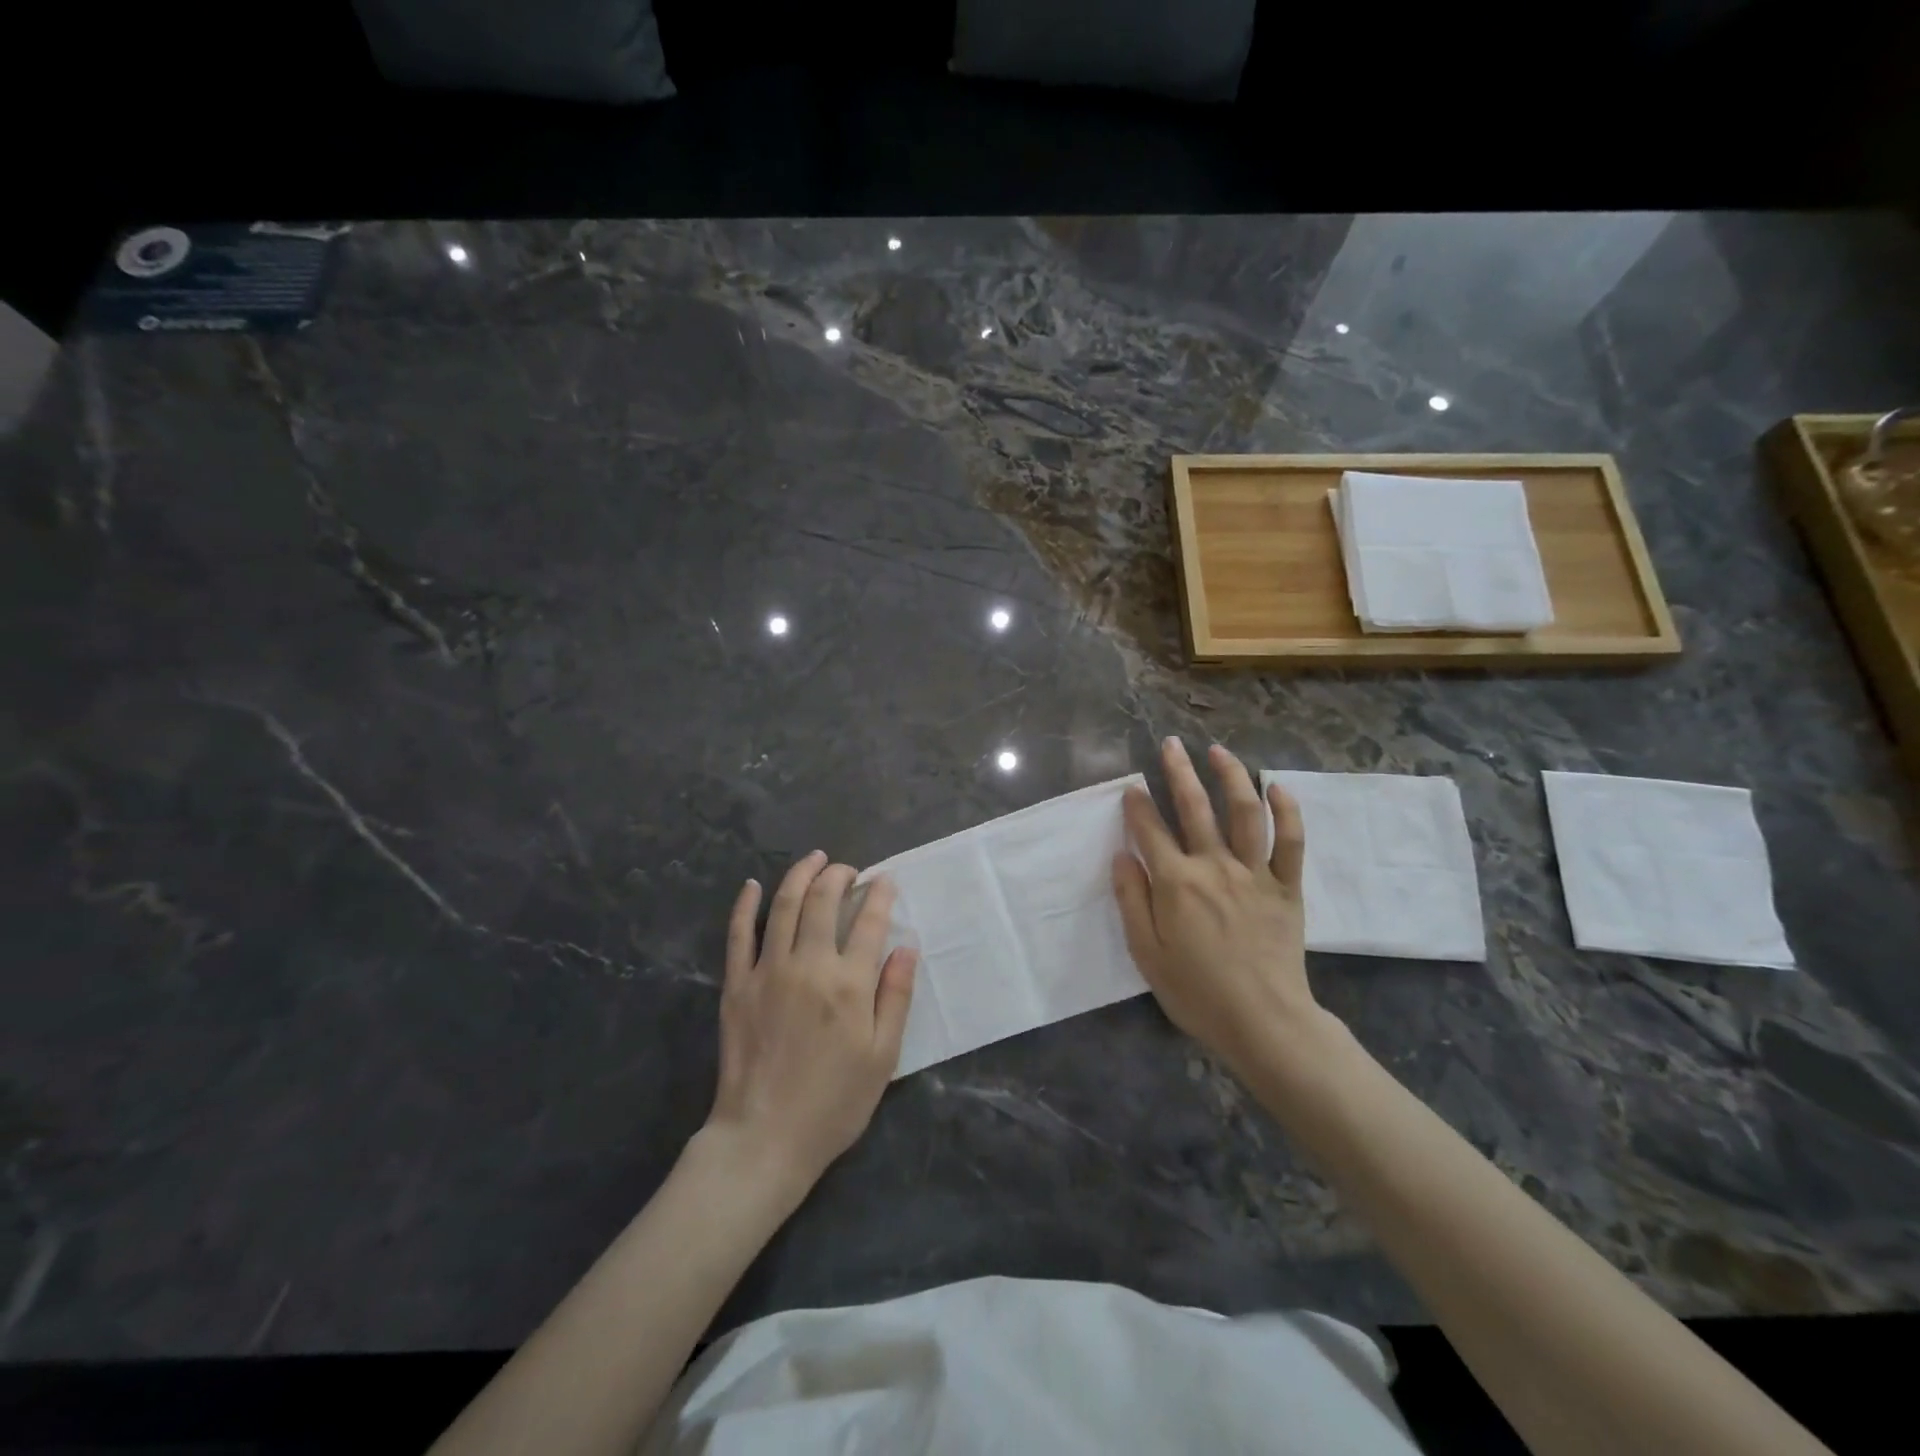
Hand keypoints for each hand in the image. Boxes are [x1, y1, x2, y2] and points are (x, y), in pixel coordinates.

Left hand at [704, 852, 916, 1191]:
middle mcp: (809, 965)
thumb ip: (896, 997)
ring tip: (815, 859)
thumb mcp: (883, 1057)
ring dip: (801, 874)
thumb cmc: (834, 1102)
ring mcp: (767, 971)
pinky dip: (746, 904)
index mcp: (849, 984)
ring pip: (784, 905)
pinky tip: (753, 885)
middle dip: (839, 875)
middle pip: (823, 901)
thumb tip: (907, 947)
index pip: (869, 921)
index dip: (879, 894)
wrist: (764, 1138)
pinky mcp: (737, 984)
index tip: (884, 880)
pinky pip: (738, 934)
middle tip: (848, 869)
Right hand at [1113, 738, 1327, 1078]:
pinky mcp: (1285, 887)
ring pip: (1245, 812)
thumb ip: (1131, 900)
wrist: (1264, 1022)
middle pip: (1195, 807)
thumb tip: (1121, 856)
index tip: (1131, 788)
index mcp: (1176, 883)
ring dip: (1232, 777)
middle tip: (1171, 745)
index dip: (1137, 806)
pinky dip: (1287, 812)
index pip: (1150, 830)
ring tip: (1219, 751)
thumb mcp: (1146, 953)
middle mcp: (1214, 866)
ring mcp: (1254, 873)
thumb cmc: (1196, 992)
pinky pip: (1290, 842)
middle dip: (1179, 772)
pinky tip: (1278, 787)